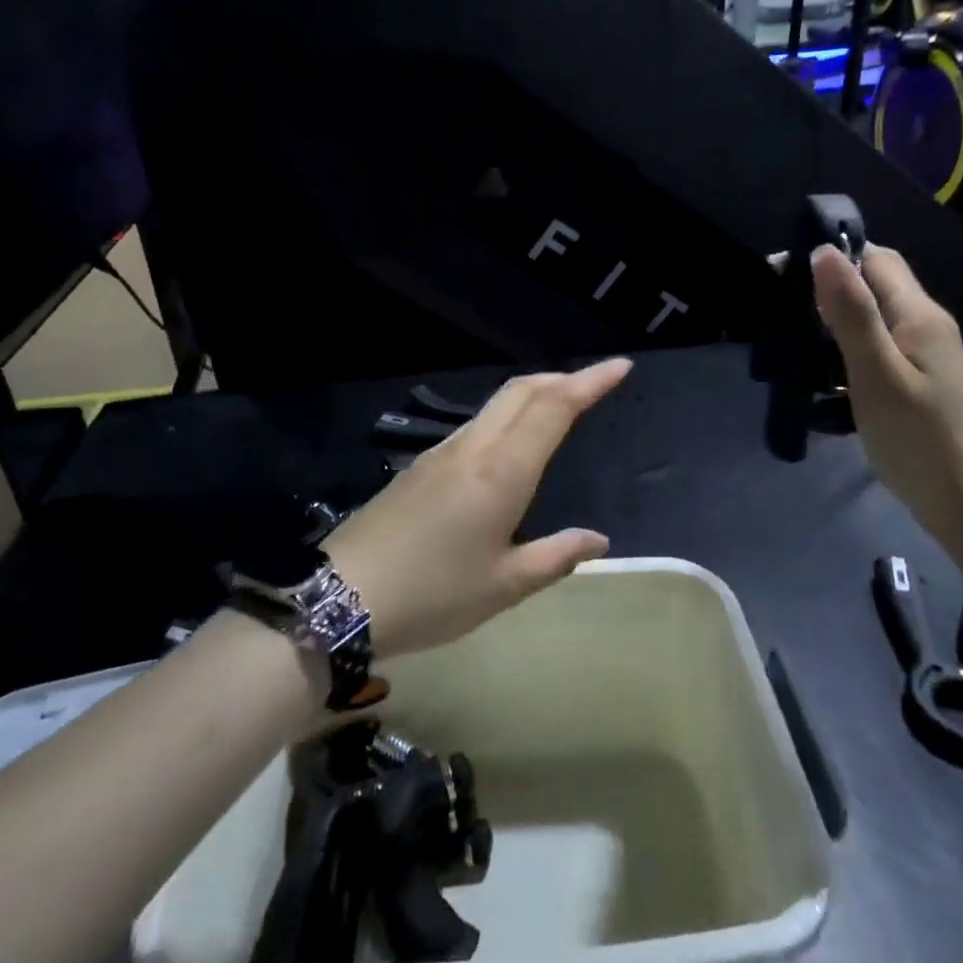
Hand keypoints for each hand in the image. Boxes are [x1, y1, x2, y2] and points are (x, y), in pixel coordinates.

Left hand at [324, 360, 632, 657]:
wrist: (342, 595)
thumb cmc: (434, 594)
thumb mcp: (504, 586)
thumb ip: (556, 556)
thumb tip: (598, 540)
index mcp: (502, 471)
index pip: (554, 407)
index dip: (589, 382)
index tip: (620, 366)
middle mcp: (473, 447)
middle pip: (522, 391)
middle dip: (562, 378)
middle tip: (594, 383)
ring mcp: (442, 452)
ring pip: (496, 404)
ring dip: (533, 393)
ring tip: (559, 404)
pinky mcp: (421, 465)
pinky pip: (475, 423)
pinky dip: (506, 414)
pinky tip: (510, 441)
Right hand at [811, 244, 962, 529]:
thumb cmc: (917, 436)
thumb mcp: (876, 372)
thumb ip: (851, 312)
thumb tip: (824, 251)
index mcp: (918, 314)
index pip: (876, 258)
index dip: (833, 255)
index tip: (784, 272)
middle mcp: (925, 324)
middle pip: (874, 284)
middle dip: (829, 288)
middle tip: (783, 310)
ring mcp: (924, 354)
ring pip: (872, 316)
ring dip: (834, 320)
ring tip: (794, 340)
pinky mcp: (915, 379)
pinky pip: (875, 346)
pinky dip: (845, 349)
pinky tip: (823, 372)